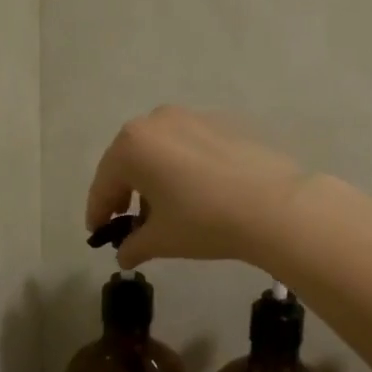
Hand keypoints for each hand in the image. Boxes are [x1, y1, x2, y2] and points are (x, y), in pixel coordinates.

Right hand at [85, 106, 308, 270]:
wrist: (274, 204)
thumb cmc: (204, 220)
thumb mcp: (161, 239)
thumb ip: (134, 245)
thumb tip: (124, 254)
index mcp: (132, 145)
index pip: (104, 183)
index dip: (98, 212)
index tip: (97, 233)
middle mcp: (157, 121)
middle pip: (130, 160)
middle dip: (125, 191)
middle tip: (127, 221)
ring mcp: (193, 117)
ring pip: (161, 150)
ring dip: (155, 178)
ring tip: (165, 211)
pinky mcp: (224, 123)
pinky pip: (190, 147)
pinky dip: (183, 168)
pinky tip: (197, 193)